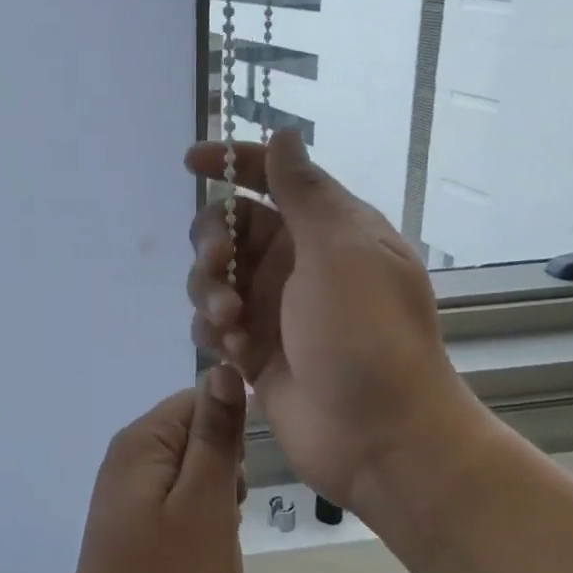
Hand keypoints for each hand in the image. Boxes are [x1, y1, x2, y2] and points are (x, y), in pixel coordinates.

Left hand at [51, 367, 246, 572]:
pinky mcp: (133, 528)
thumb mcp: (206, 505)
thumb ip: (216, 435)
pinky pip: (178, 503)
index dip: (232, 431)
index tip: (245, 478)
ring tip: (219, 541)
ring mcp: (127, 495)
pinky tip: (205, 556)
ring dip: (217, 499)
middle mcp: (127, 458)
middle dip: (226, 468)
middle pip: (194, 434)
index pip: (198, 400)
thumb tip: (223, 368)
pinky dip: (201, 521)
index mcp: (141, 442)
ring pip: (192, 472)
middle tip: (230, 516)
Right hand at [184, 130, 477, 519]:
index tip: (192, 160)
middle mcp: (297, 262)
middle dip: (212, 238)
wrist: (380, 437)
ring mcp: (274, 307)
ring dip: (209, 288)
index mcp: (329, 230)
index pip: (274, 178)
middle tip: (216, 261)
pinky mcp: (253, 348)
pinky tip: (228, 348)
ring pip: (213, 274)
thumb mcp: (341, 251)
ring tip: (230, 320)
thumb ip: (304, 192)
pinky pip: (212, 320)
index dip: (233, 162)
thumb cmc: (367, 333)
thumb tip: (285, 135)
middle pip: (230, 226)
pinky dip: (211, 326)